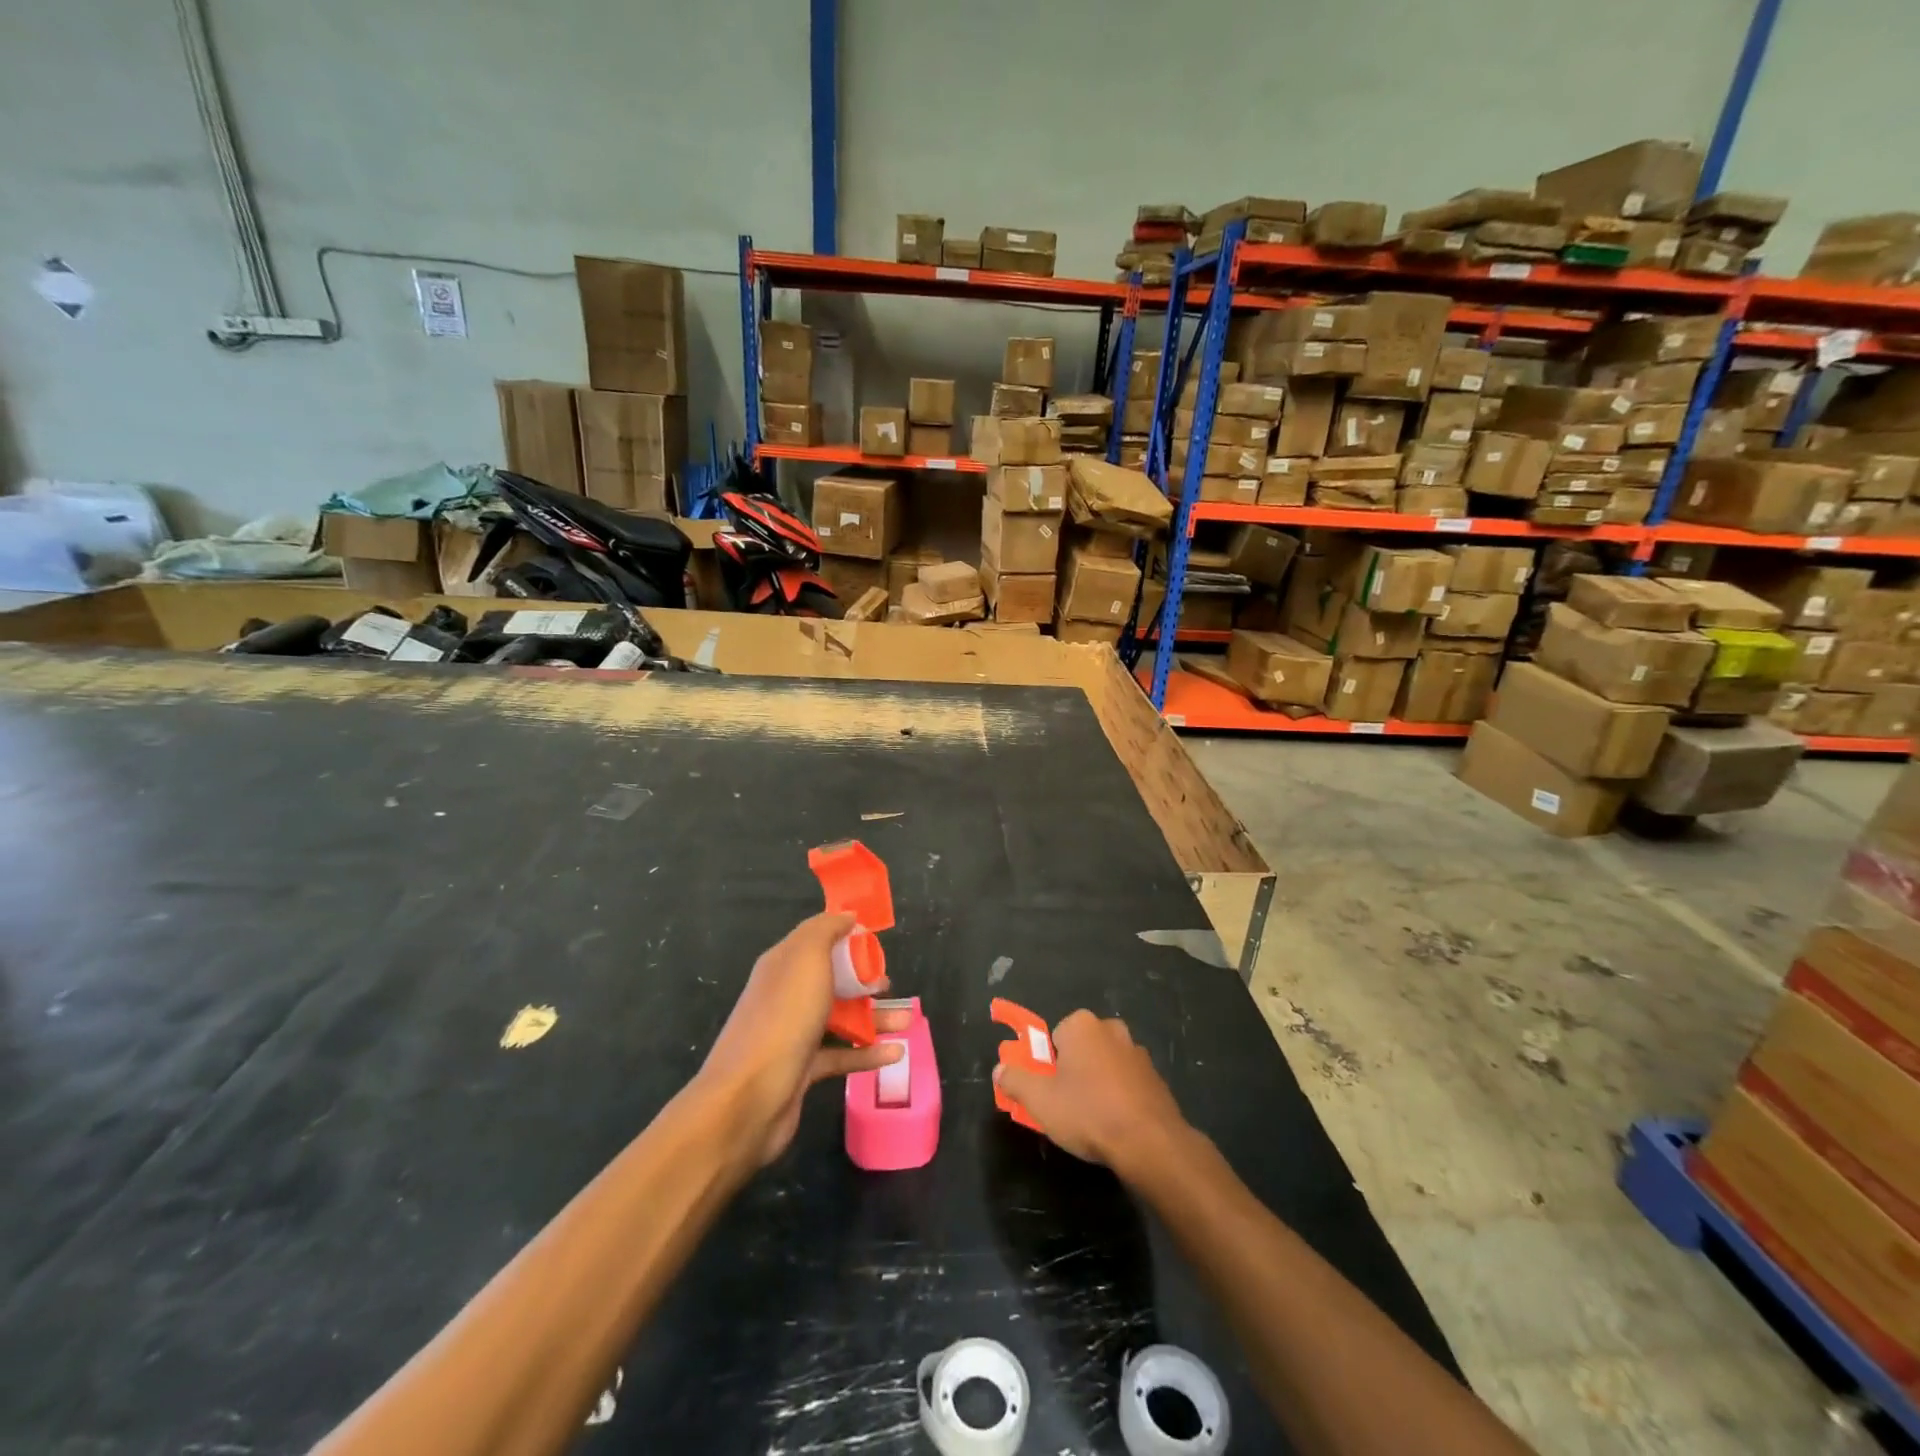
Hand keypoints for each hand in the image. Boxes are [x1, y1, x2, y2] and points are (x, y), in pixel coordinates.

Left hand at [699, 912, 908, 1169]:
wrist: (748, 1098)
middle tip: (888, 985)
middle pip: (830, 980)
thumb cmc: (783, 1018)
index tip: (875, 942)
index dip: (845, 938)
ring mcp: (793, 1034)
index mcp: (783, 964)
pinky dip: (868, 1053)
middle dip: (862, 980)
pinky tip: (896, 1054)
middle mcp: (786, 995)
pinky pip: (841, 1055)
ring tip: (906, 1021)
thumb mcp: (805, 959)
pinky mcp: (803, 1070)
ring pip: (840, 1018)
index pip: (817, 941)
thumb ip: (825, 930)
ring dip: (874, 1017)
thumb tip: (845, 915)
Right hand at [993, 1011, 1190, 1175]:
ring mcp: (1138, 1052)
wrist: (1150, 1142)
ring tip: (1093, 1120)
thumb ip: (1015, 1080)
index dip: (1048, 1065)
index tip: (1049, 1091)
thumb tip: (999, 1069)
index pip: (1054, 1037)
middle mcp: (1111, 1029)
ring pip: (1105, 1065)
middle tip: (1067, 1105)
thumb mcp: (1039, 1100)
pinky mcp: (1156, 1077)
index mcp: (1081, 1024)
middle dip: (1073, 1071)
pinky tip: (1117, 1125)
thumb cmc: (1088, 1112)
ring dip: (1098, 1084)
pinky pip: (1127, 1082)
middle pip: (1081, 1049)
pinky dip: (1120, 1097)